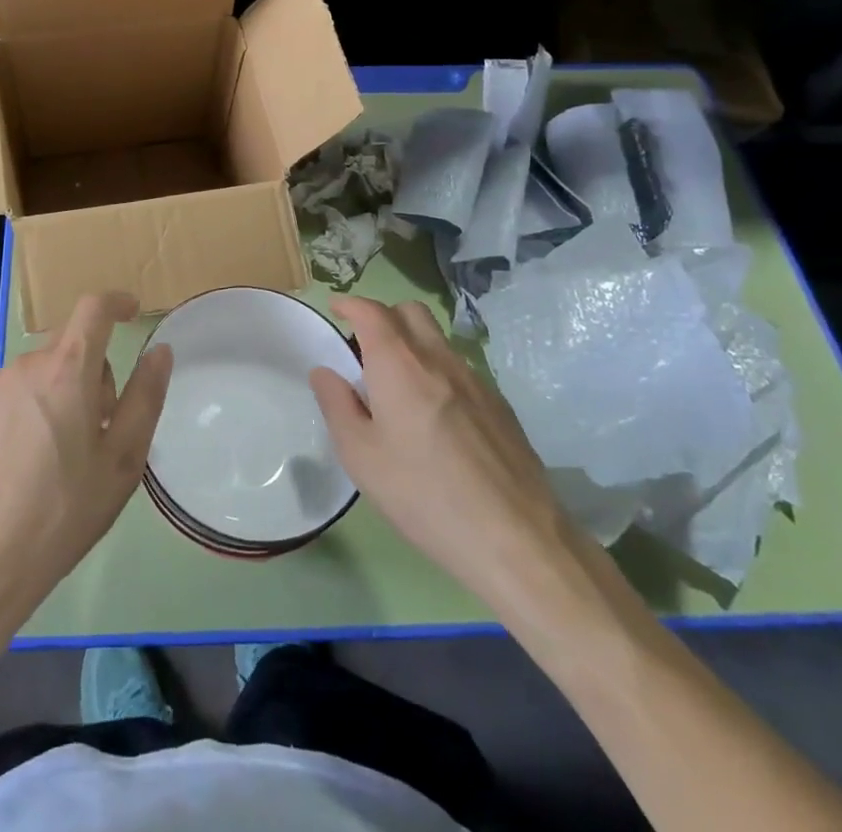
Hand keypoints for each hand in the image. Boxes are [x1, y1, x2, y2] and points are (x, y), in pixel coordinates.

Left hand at [0, 292, 172, 624]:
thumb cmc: (63, 511)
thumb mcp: (122, 460)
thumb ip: (145, 397)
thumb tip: (160, 350)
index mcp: (67, 370)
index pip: (93, 308)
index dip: (116, 303)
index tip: (131, 312)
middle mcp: (25, 365)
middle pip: (68, 347)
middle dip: (90, 373)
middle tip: (97, 430)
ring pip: (38, 373)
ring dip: (56, 394)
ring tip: (57, 455)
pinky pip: (9, 394)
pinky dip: (26, 410)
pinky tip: (22, 462)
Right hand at [311, 296, 572, 608]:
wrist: (516, 539)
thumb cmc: (424, 495)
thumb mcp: (361, 456)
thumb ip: (337, 405)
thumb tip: (325, 371)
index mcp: (399, 364)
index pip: (371, 311)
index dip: (349, 303)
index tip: (335, 310)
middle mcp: (438, 358)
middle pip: (410, 312)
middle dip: (383, 316)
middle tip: (364, 348)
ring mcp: (475, 379)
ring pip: (437, 338)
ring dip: (412, 343)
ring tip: (397, 386)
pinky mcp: (500, 405)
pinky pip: (459, 368)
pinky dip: (437, 371)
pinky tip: (435, 417)